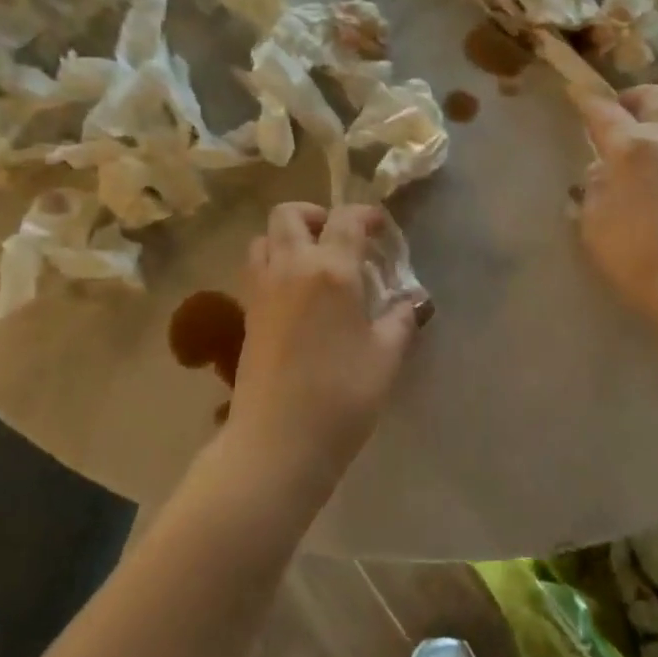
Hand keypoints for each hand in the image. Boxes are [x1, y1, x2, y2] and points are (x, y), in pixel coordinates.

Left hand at [227, 203, 421, 492]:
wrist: (277, 442)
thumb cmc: (341, 396)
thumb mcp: (385, 358)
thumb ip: (400, 321)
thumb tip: (411, 303)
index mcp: (330, 270)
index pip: (345, 220)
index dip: (366, 215)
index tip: (380, 227)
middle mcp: (290, 267)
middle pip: (289, 214)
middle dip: (316, 215)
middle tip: (339, 237)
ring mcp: (262, 290)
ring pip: (264, 239)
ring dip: (287, 238)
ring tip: (313, 263)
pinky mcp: (246, 314)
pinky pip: (255, 270)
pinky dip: (273, 265)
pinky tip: (296, 296)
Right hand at [578, 85, 657, 319]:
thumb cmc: (633, 253)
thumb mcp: (593, 220)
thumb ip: (594, 186)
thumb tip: (602, 171)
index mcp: (631, 145)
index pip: (603, 109)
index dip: (585, 98)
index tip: (574, 91)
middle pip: (654, 96)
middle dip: (632, 98)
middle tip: (616, 116)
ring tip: (647, 139)